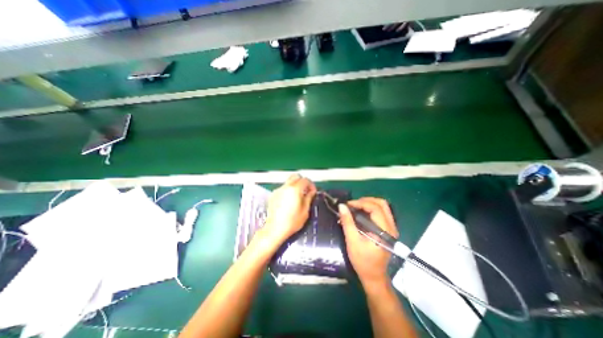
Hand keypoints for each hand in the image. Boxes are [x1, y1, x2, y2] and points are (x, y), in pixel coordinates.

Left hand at [257, 174, 316, 249]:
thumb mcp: (305, 211)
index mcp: (295, 189)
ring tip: (297, 196)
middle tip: (306, 191)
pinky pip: (283, 188)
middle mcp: (285, 187)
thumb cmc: (292, 222)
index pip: (305, 180)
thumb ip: (309, 198)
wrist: (275, 229)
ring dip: (295, 185)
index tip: (313, 191)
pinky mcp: (273, 195)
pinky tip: (288, 201)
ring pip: (288, 182)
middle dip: (302, 181)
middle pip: (295, 177)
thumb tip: (311, 192)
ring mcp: (278, 190)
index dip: (311, 184)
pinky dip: (288, 190)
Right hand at [339, 199, 399, 293]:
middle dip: (365, 200)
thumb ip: (348, 222)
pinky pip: (381, 212)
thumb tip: (342, 206)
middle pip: (382, 204)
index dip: (360, 203)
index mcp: (384, 231)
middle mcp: (391, 227)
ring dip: (368, 203)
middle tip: (352, 204)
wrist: (373, 276)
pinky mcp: (388, 229)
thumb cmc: (362, 261)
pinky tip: (361, 213)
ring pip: (382, 207)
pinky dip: (370, 209)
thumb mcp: (352, 241)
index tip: (348, 205)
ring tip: (355, 207)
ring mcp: (391, 228)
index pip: (375, 208)